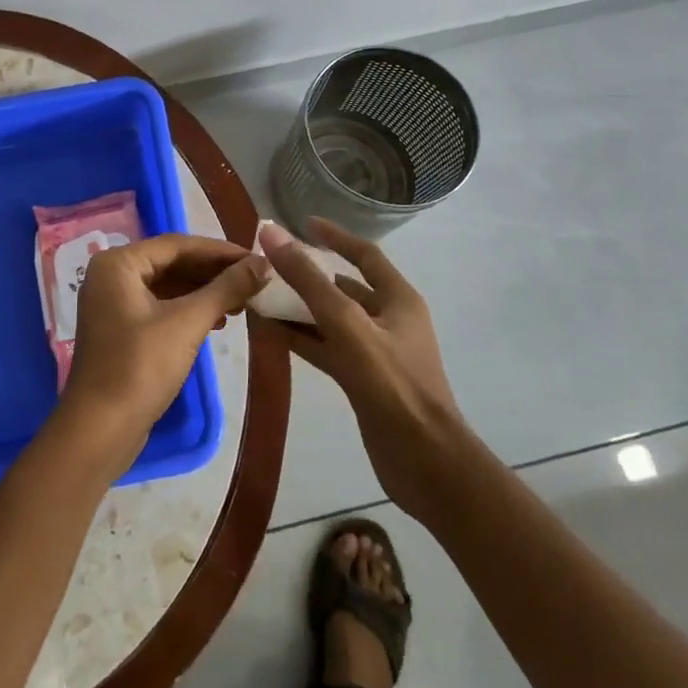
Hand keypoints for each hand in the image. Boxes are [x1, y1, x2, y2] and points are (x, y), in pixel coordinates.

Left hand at [59, 234, 266, 468]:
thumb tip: (264, 264)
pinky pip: (159, 306)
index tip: (256, 259)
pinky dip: (187, 310)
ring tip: (241, 302)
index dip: (220, 251)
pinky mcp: (120, 329)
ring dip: (203, 292)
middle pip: (172, 263)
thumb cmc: (140, 367)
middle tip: (253, 281)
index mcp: (119, 263)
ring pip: (167, 286)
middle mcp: (112, 275)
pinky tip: (216, 321)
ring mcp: (113, 303)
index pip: (177, 245)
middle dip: (213, 272)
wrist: (100, 431)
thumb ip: (226, 288)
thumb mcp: (188, 322)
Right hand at [261, 219, 474, 522]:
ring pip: (332, 320)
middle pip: (343, 287)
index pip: (364, 254)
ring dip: (300, 309)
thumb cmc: (392, 384)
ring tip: (261, 297)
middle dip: (307, 276)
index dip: (334, 236)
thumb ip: (308, 280)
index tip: (301, 224)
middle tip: (268, 267)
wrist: (426, 463)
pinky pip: (328, 348)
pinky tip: (273, 334)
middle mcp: (389, 319)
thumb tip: (271, 233)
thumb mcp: (347, 324)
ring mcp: (376, 353)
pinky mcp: (363, 381)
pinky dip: (303, 339)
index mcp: (398, 298)